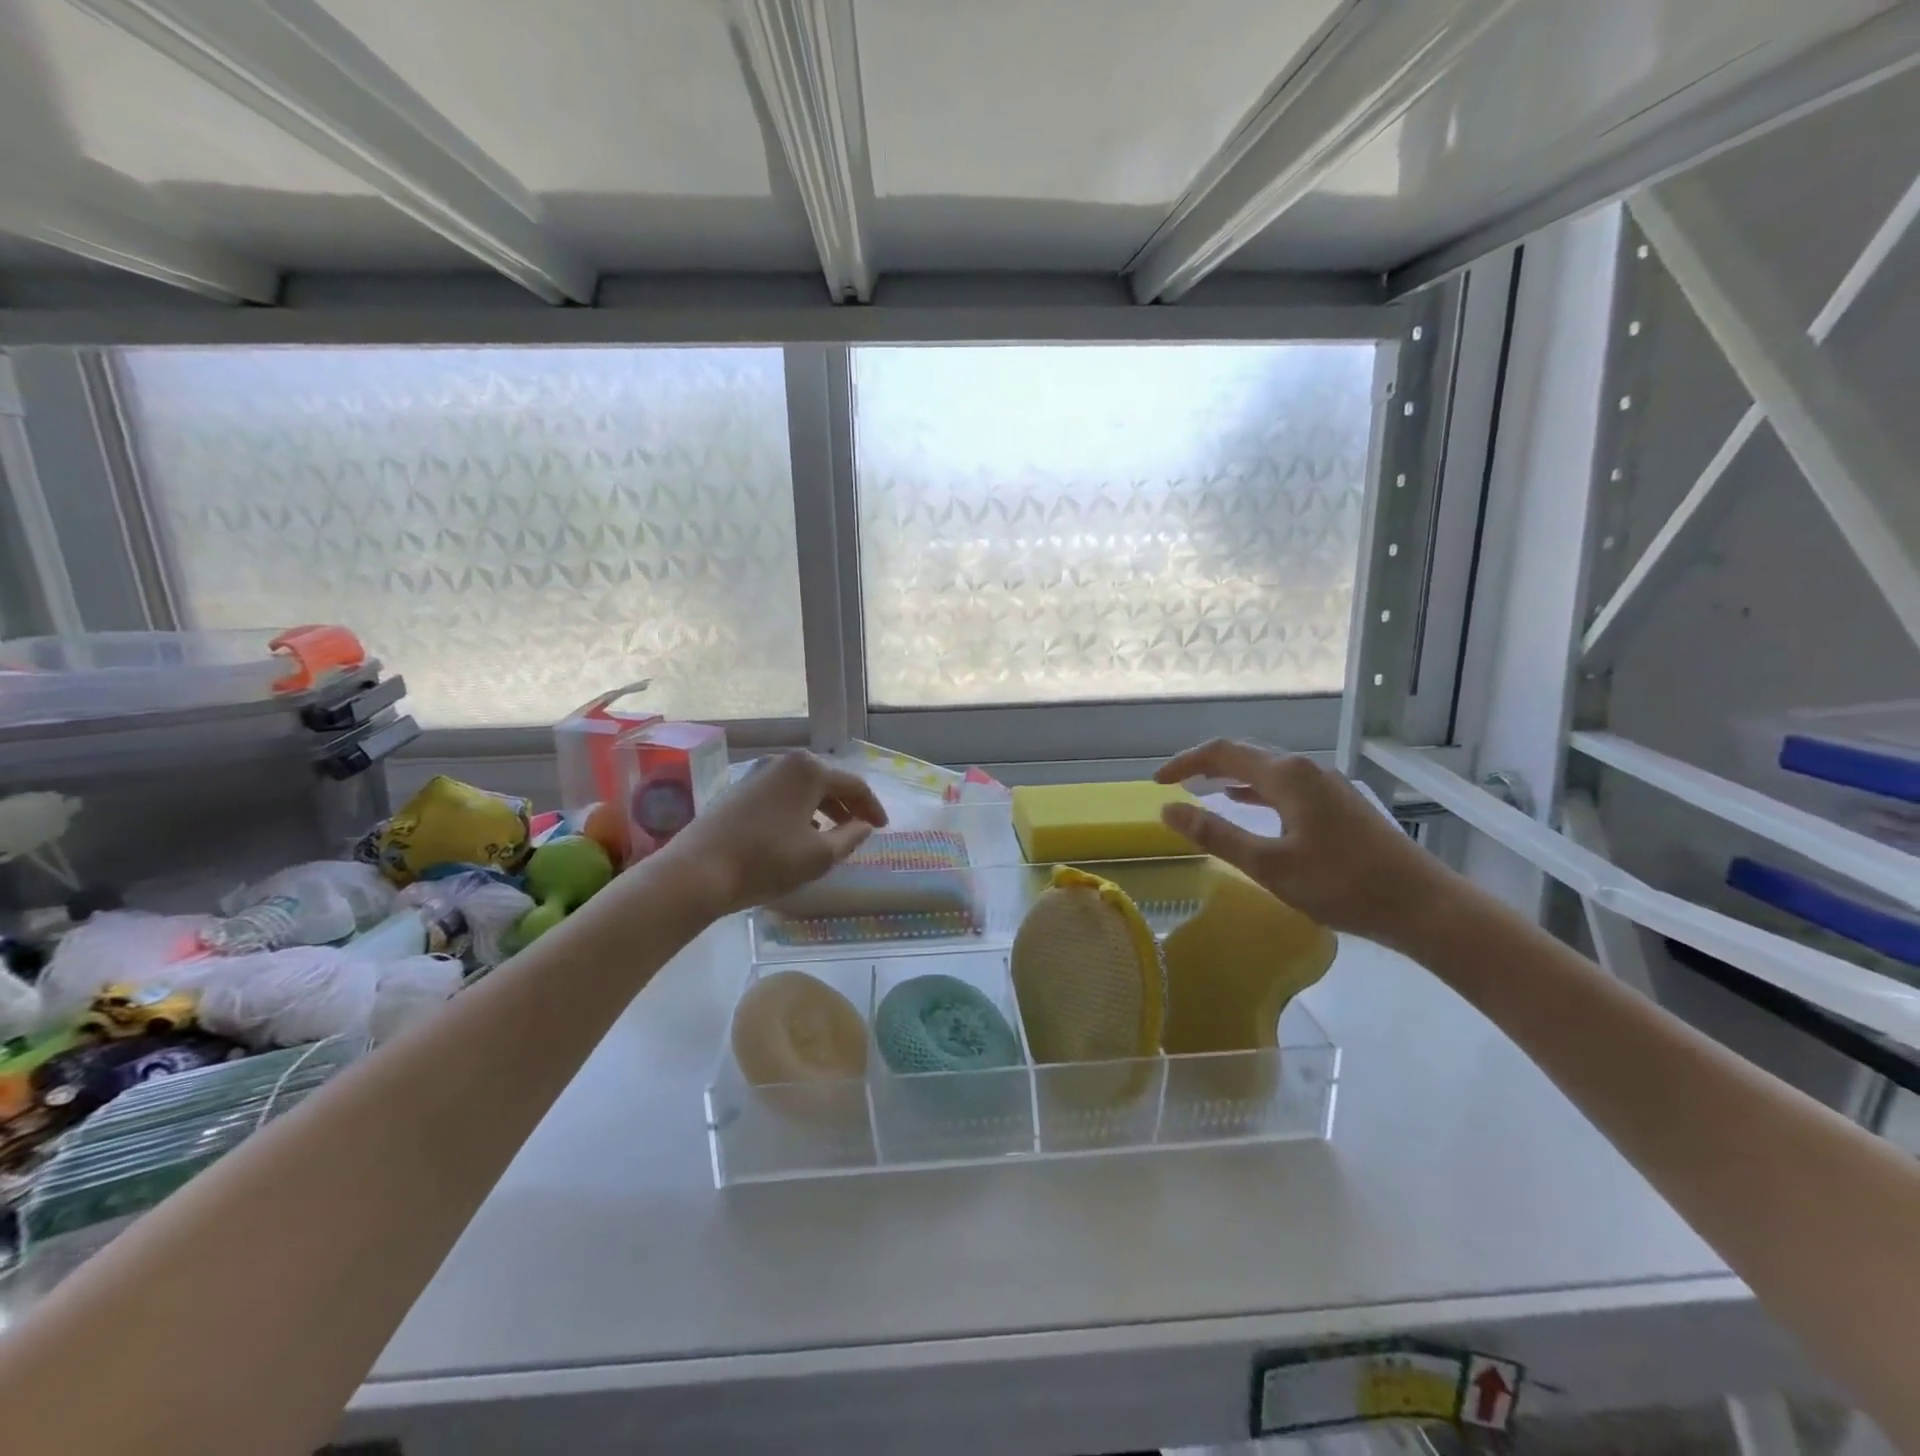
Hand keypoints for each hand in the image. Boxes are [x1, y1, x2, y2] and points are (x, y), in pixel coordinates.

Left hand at [651, 751, 887, 917]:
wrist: (698, 871)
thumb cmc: (766, 860)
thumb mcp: (819, 855)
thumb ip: (850, 837)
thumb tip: (864, 826)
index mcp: (809, 770)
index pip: (854, 785)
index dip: (872, 807)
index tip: (883, 828)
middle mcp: (784, 762)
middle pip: (827, 781)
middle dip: (848, 805)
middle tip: (862, 828)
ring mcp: (758, 773)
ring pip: (803, 788)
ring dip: (823, 808)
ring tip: (834, 834)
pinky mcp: (739, 790)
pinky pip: (782, 794)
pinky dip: (799, 810)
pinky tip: (799, 834)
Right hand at [1153, 740, 1455, 947]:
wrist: (1422, 905)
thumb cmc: (1341, 885)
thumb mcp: (1268, 864)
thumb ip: (1215, 834)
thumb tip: (1167, 810)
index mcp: (1287, 775)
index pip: (1223, 752)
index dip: (1185, 762)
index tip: (1157, 782)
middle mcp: (1306, 769)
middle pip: (1246, 754)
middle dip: (1205, 764)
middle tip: (1174, 784)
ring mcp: (1327, 785)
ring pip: (1267, 769)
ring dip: (1231, 776)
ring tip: (1201, 790)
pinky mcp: (1339, 804)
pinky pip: (1285, 785)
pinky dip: (1256, 790)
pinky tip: (1248, 805)